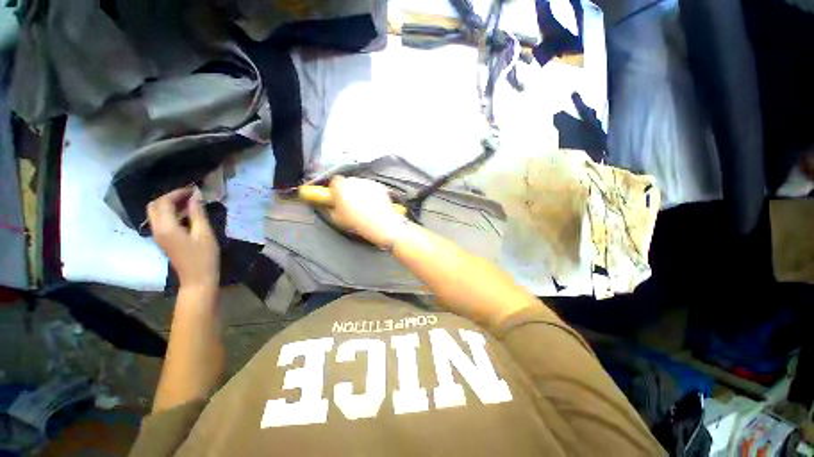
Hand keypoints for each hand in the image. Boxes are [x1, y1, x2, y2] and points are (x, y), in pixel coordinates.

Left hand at [147, 188, 219, 289]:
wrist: (197, 278)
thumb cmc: (204, 256)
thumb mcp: (204, 233)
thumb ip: (197, 213)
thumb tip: (195, 196)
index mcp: (166, 227)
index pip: (163, 202)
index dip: (177, 193)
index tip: (194, 190)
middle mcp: (157, 229)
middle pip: (154, 205)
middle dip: (170, 197)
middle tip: (189, 195)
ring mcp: (158, 235)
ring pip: (156, 212)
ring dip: (170, 204)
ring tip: (190, 202)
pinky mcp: (163, 239)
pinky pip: (161, 220)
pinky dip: (171, 212)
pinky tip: (186, 214)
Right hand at [328, 176, 406, 246]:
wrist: (381, 224)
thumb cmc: (357, 222)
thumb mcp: (336, 219)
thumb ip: (330, 208)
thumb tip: (330, 206)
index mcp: (341, 186)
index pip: (334, 181)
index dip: (335, 190)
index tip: (336, 198)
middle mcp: (354, 180)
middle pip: (348, 182)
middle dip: (348, 190)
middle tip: (350, 203)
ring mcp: (369, 182)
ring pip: (361, 184)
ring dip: (360, 191)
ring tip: (363, 206)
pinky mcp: (380, 186)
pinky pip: (372, 188)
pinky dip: (371, 194)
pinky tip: (373, 205)